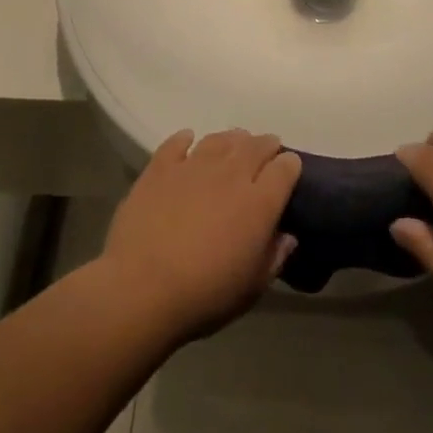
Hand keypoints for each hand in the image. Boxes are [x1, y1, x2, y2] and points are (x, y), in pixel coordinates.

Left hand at [101, 130, 300, 341]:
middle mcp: (231, 174)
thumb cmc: (205, 294)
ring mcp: (194, 166)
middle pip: (256, 145)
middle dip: (266, 145)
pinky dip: (186, 139)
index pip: (285, 168)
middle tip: (265, 153)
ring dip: (232, 139)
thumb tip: (287, 236)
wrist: (142, 288)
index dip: (290, 166)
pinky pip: (177, 142)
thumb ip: (274, 257)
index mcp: (260, 202)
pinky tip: (188, 141)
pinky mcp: (160, 168)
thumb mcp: (252, 287)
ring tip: (233, 145)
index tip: (289, 171)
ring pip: (220, 138)